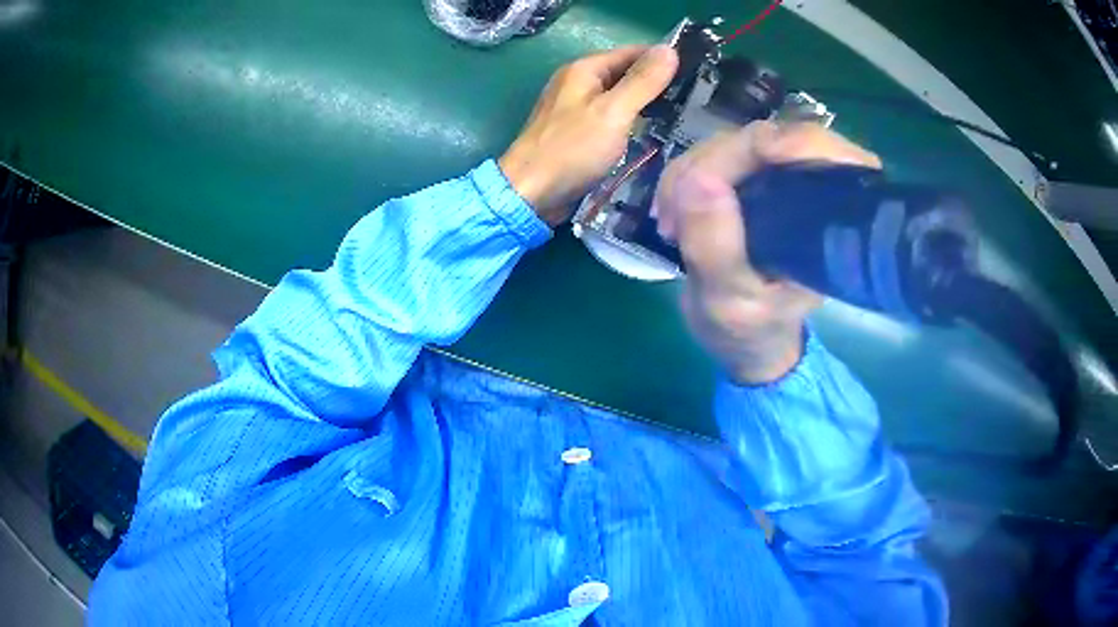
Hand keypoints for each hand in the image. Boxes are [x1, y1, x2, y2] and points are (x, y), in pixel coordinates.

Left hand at [500, 45, 678, 224]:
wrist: (531, 193)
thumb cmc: (572, 149)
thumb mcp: (613, 112)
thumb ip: (642, 81)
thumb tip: (669, 50)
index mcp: (584, 70)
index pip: (632, 53)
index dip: (662, 60)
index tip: (696, 73)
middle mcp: (578, 83)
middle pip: (625, 74)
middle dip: (657, 84)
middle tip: (695, 99)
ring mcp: (576, 107)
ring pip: (620, 98)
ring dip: (647, 105)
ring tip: (683, 115)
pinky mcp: (578, 131)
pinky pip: (611, 118)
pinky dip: (631, 122)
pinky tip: (653, 133)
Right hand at [654, 122, 881, 383]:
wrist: (747, 342)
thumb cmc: (751, 331)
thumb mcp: (729, 302)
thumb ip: (716, 248)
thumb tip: (697, 179)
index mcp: (832, 221)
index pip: (823, 152)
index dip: (782, 143)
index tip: (727, 167)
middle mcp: (813, 190)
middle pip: (768, 139)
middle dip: (714, 163)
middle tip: (674, 209)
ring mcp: (782, 180)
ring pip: (735, 143)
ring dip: (691, 172)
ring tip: (668, 220)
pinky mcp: (754, 181)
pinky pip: (717, 157)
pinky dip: (686, 176)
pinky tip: (671, 210)